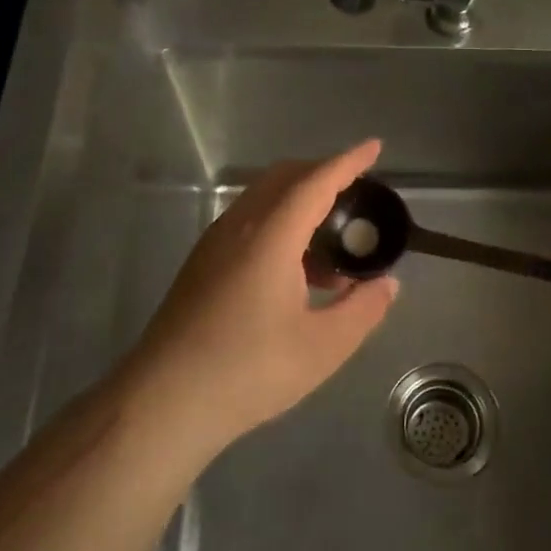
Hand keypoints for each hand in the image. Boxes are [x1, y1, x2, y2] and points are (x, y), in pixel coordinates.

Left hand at [118, 140, 397, 461]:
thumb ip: (362, 310)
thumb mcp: (323, 347)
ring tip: (334, 249)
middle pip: (284, 179)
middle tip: (357, 194)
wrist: (164, 402)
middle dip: (322, 174)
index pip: (315, 182)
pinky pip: (248, 224)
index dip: (348, 163)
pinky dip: (280, 226)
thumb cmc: (249, 371)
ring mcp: (214, 245)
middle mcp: (238, 227)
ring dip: (300, 204)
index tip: (374, 148)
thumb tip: (386, 284)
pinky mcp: (201, 265)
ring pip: (263, 201)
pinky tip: (298, 275)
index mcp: (270, 237)